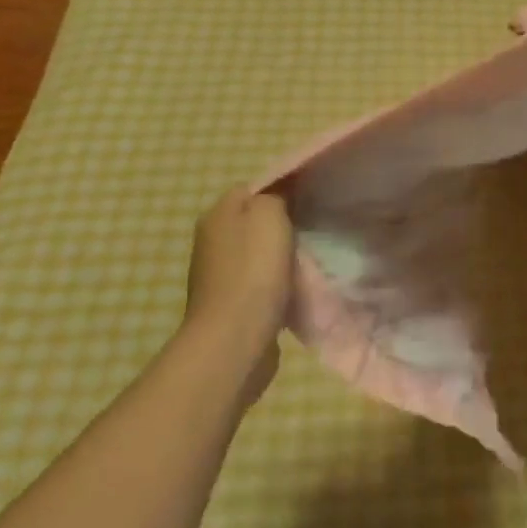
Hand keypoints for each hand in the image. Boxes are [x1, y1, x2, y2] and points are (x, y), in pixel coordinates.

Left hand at [184, 187, 294, 402]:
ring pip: (260, 253)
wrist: (235, 339)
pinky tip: (296, 288)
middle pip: (256, 221)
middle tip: (314, 228)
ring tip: (310, 259)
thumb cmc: (253, 270)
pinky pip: (261, 282)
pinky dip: (277, 284)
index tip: (310, 199)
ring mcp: (219, 275)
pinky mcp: (231, 304)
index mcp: (217, 214)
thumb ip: (276, 194)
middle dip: (284, 225)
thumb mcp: (269, 214)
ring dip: (282, 257)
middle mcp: (212, 240)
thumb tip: (281, 191)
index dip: (283, 190)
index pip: (253, 188)